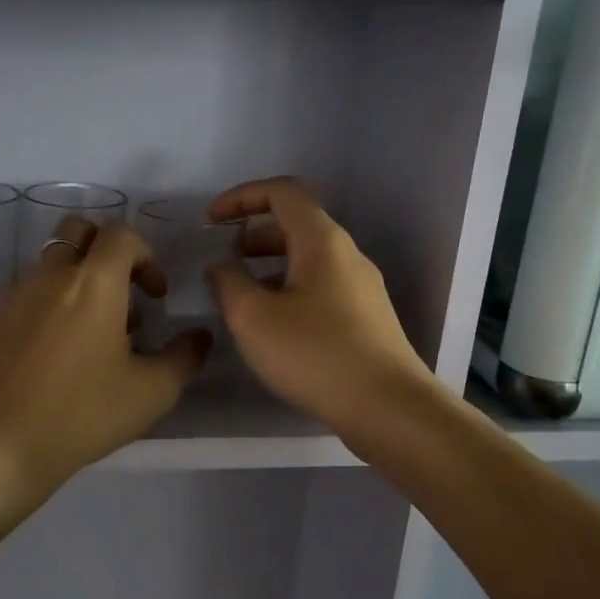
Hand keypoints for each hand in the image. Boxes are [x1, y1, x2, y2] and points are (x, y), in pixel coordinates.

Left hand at [0, 218, 210, 513]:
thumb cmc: (82, 413)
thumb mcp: (152, 392)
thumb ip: (185, 356)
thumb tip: (200, 336)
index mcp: (94, 282)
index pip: (121, 234)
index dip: (147, 255)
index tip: (155, 296)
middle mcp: (52, 275)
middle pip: (78, 230)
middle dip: (107, 249)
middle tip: (123, 291)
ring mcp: (16, 295)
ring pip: (51, 260)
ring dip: (78, 275)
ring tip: (94, 327)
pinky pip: (29, 290)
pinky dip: (51, 299)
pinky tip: (60, 348)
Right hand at [206, 177, 436, 434]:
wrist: (387, 407)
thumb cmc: (315, 354)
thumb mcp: (254, 317)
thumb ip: (228, 282)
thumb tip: (221, 267)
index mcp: (322, 241)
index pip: (282, 192)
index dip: (242, 196)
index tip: (212, 221)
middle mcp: (347, 255)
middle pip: (297, 224)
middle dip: (254, 234)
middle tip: (224, 258)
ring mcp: (361, 287)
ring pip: (309, 259)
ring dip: (271, 265)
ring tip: (241, 294)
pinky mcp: (366, 318)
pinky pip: (320, 287)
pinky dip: (289, 289)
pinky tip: (273, 326)